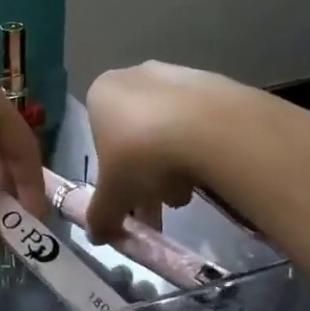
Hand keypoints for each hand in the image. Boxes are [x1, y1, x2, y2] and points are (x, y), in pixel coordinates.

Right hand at [83, 62, 241, 241]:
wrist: (209, 129)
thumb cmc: (142, 156)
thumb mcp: (114, 196)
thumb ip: (102, 215)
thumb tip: (96, 236)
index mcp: (101, 94)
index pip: (100, 139)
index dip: (115, 176)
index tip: (132, 200)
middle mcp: (133, 76)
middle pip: (136, 134)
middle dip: (147, 173)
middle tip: (163, 203)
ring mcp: (175, 74)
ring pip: (167, 128)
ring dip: (174, 162)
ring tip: (189, 192)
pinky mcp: (213, 81)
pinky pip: (199, 120)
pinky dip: (201, 144)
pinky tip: (211, 169)